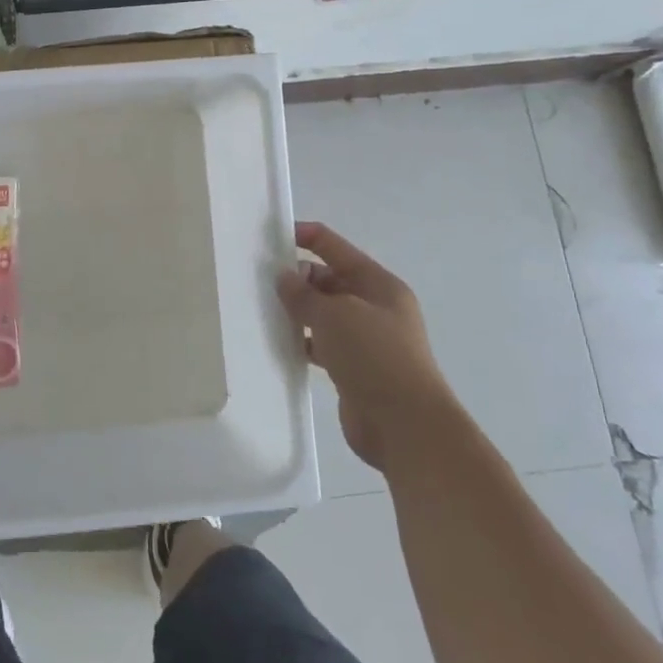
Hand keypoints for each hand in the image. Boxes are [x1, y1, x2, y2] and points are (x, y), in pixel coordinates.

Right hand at [276, 222, 454, 469]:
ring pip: (323, 314)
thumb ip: (304, 294)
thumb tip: (284, 277)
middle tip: (257, 282)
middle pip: (328, 279)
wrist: (405, 426)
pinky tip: (278, 343)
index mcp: (378, 284)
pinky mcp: (353, 368)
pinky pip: (321, 344)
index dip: (304, 236)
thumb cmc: (374, 357)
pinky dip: (302, 341)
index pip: (335, 247)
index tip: (268, 237)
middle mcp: (374, 306)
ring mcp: (365, 339)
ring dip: (297, 312)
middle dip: (296, 278)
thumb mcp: (334, 315)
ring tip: (260, 310)